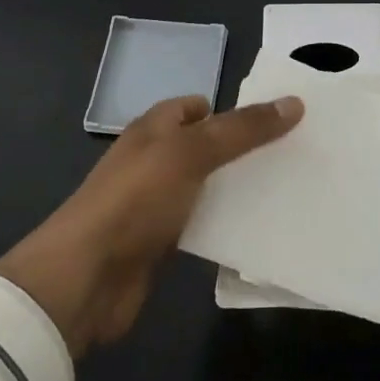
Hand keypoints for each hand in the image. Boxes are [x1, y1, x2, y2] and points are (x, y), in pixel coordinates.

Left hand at [0, 93, 302, 357]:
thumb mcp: (191, 152)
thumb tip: (294, 103)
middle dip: (244, 149)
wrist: (86, 277)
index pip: (197, 106)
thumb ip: (242, 129)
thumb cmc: (136, 199)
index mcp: (153, 128)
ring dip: (238, 189)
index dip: (233, 109)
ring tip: (287, 190)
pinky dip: (226, 224)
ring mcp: (156, 202)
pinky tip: (258, 229)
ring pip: (207, 186)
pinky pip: (202, 223)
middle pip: (206, 146)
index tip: (278, 120)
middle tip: (293, 155)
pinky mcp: (161, 242)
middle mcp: (154, 160)